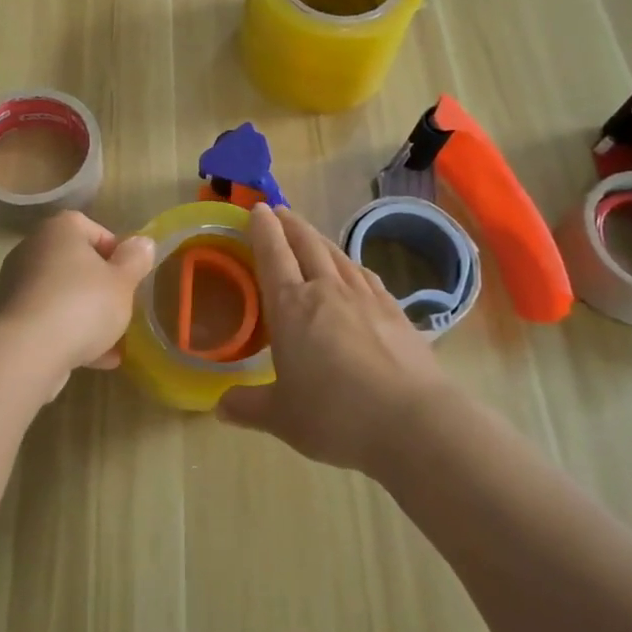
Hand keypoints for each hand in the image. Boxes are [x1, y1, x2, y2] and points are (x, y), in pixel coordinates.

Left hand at [0, 211, 155, 394]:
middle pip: (76, 263)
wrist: (27, 352)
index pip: (93, 229)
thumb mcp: (122, 282)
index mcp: (60, 230)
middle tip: (121, 307)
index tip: (129, 277)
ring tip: (113, 342)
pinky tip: (95, 360)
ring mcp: (17, 284)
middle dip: (100, 286)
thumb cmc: (82, 305)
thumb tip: (142, 243)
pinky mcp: (10, 318)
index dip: (116, 252)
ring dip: (86, 314)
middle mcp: (33, 248)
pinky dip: (69, 333)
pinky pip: (48, 319)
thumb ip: (135, 260)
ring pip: (62, 294)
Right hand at [218, 204, 449, 472]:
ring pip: (337, 254)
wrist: (412, 422)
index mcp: (291, 307)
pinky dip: (351, 264)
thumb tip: (219, 407)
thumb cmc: (334, 416)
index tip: (256, 209)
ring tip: (310, 235)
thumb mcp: (281, 418)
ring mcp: (365, 296)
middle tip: (279, 212)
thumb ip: (248, 407)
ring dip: (319, 239)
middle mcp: (327, 290)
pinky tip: (353, 270)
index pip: (273, 255)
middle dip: (290, 224)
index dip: (262, 229)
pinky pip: (365, 275)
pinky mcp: (395, 310)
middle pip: (306, 244)